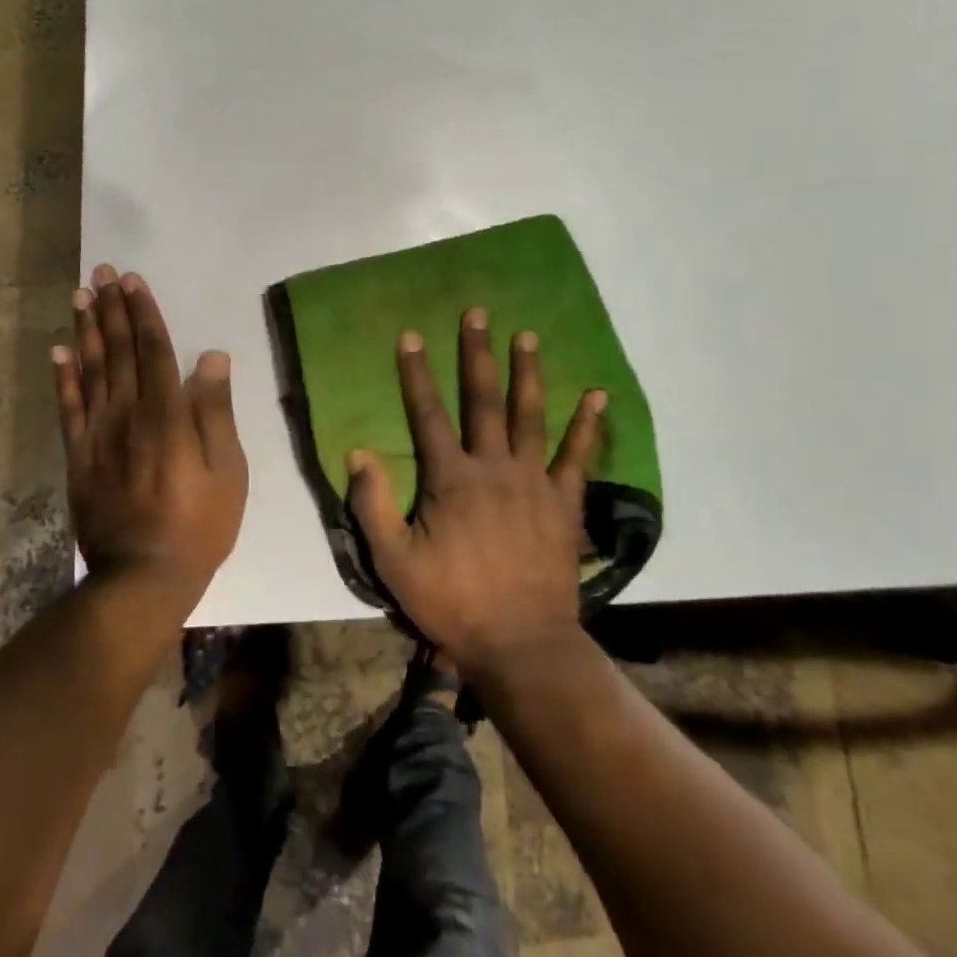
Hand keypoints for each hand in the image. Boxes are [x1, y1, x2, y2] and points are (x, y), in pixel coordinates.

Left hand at [53, 265, 247, 605]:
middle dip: (112, 309)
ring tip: (80, 296)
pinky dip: (63, 377)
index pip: (154, 350)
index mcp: (167, 414)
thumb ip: (215, 411)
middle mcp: (128, 414)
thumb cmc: (199, 523)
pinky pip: (68, 408)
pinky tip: (59, 351)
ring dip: (86, 330)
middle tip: (101, 273)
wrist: (143, 577)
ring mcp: (98, 435)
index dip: (144, 313)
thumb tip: (211, 357)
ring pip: (91, 371)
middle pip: (119, 351)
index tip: (133, 281)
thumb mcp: (227, 470)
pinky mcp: (79, 457)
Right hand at [347, 308, 604, 675]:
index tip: (411, 336)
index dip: (416, 373)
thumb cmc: (452, 602)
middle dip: (477, 354)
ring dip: (528, 373)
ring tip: (528, 336)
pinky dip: (589, 426)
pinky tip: (598, 395)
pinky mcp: (564, 501)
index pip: (428, 414)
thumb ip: (372, 505)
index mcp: (451, 478)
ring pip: (530, 415)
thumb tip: (358, 451)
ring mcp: (534, 481)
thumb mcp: (394, 562)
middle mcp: (493, 467)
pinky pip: (579, 456)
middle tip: (479, 314)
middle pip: (483, 400)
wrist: (520, 642)